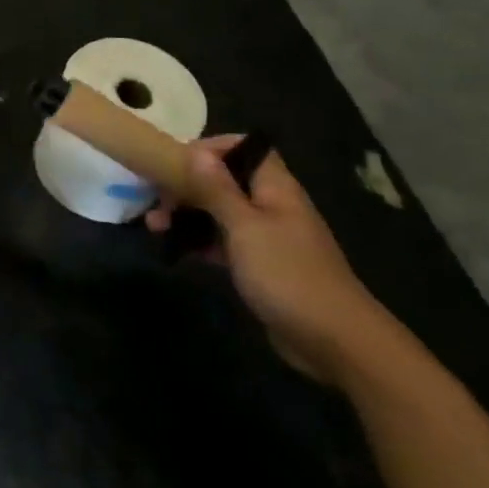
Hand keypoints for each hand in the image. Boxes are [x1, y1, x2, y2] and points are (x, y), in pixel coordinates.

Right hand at [146, 136, 396, 386]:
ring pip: (220, 212)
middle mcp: (271, 205)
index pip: (245, 148)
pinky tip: (176, 250)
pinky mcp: (260, 266)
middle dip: (188, 185)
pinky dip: (200, 242)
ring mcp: (267, 237)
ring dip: (188, 215)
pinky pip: (224, 242)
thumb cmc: (287, 274)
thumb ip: (217, 189)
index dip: (211, 148)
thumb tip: (195, 151)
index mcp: (275, 188)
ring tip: (155, 227)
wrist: (333, 340)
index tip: (175, 161)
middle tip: (157, 201)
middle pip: (225, 180)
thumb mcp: (245, 227)